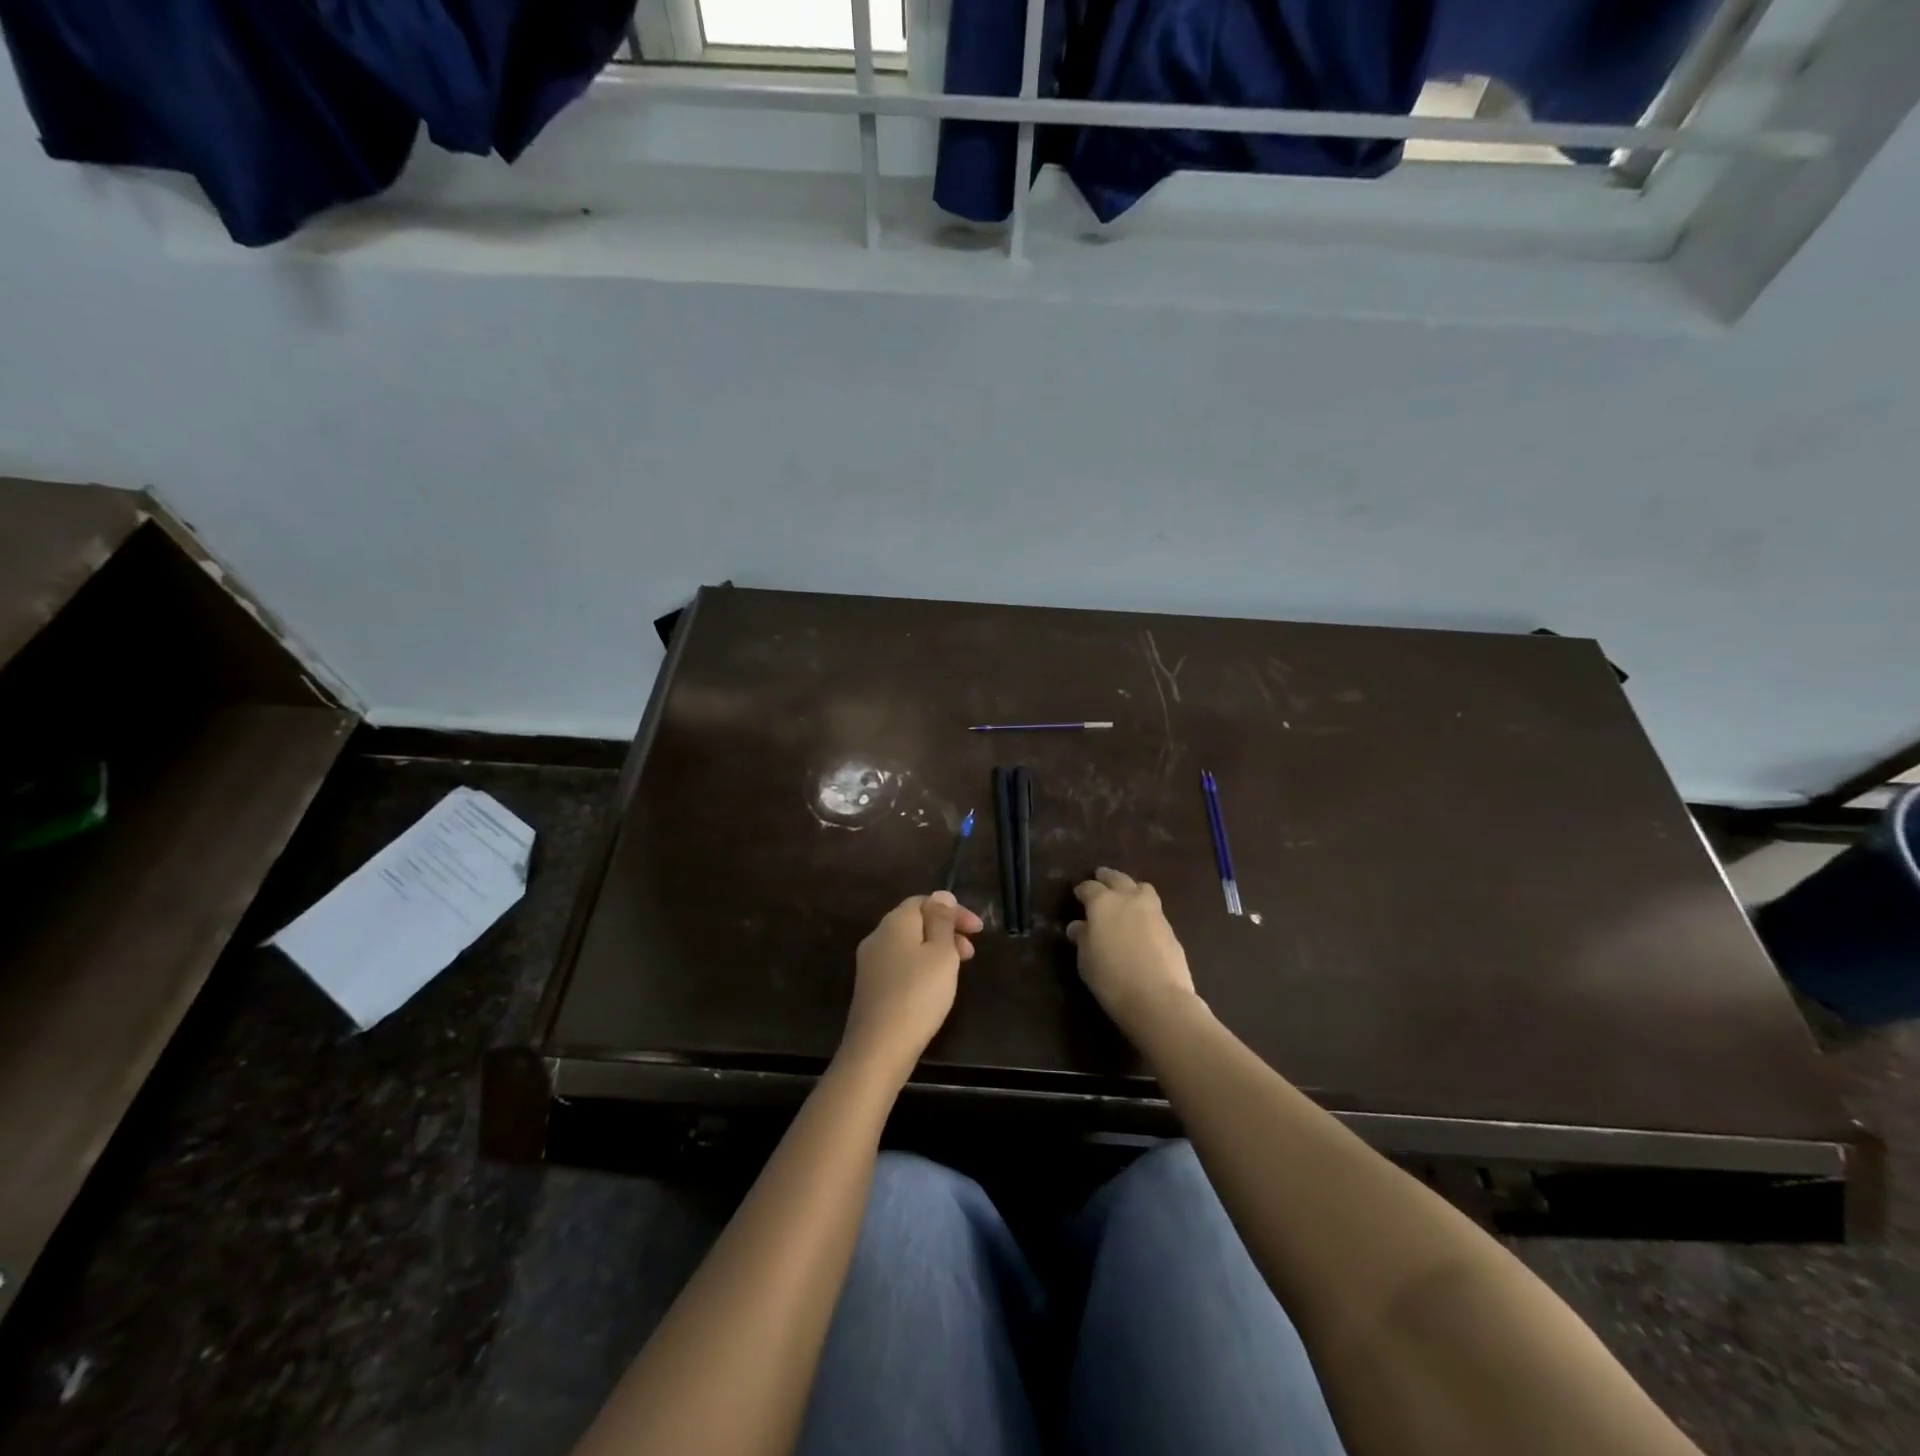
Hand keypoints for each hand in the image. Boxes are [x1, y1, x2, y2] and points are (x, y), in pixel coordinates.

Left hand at [839, 892, 982, 1083]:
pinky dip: (921, 967)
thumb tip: (941, 895)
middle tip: (971, 953)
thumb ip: (942, 921)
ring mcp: (870, 963)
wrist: (878, 1048)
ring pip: (908, 945)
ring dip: (935, 950)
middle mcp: (878, 936)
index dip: (953, 911)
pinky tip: (933, 988)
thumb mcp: (941, 953)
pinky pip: (900, 965)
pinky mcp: (870, 988)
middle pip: (915, 922)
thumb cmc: (918, 994)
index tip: (979, 930)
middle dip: (946, 931)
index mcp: (895, 922)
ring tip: (957, 971)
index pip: (924, 901)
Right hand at [1067, 868, 1198, 1036]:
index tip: (1078, 895)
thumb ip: (1082, 938)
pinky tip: (1141, 923)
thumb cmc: (1111, 978)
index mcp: (1103, 903)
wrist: (1158, 999)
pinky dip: (1145, 910)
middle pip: (1118, 878)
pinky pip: (1154, 909)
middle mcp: (1129, 899)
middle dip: (1107, 877)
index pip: (1089, 887)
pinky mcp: (1170, 928)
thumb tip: (1078, 926)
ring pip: (1142, 888)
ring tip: (1126, 896)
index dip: (1082, 890)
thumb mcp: (1086, 960)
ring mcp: (1154, 912)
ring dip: (1131, 888)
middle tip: (1100, 878)